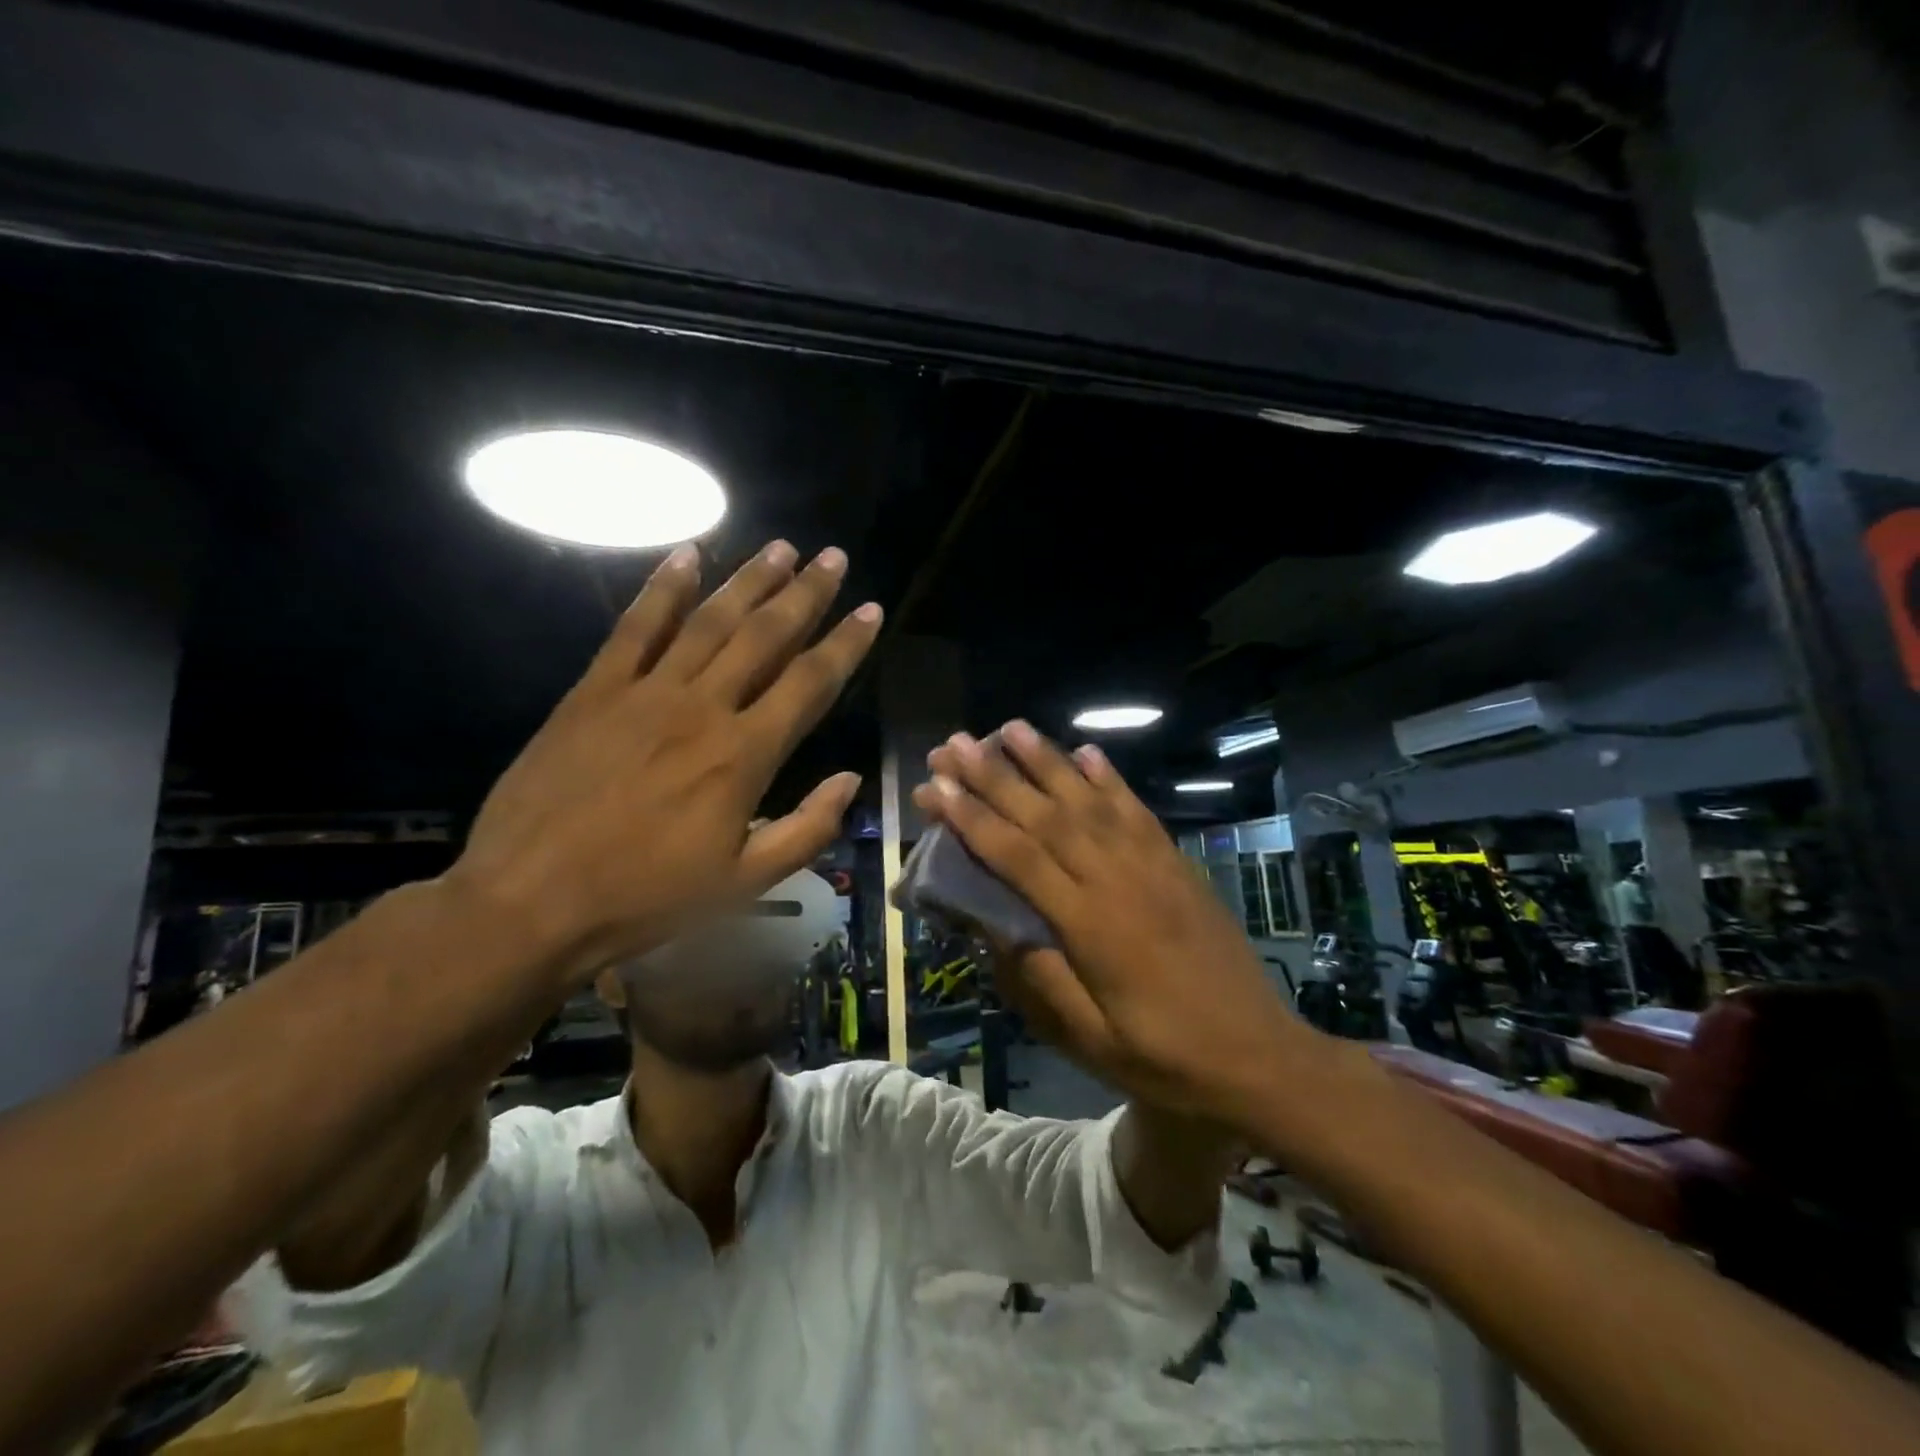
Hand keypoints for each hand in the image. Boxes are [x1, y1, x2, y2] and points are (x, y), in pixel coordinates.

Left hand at [449, 540, 880, 986]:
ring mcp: (645, 693)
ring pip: (708, 621)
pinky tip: (687, 555)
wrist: (530, 902)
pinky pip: (634, 627)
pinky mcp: (594, 691)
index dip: (845, 643)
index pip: (810, 682)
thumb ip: (806, 829)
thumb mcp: (744, 884)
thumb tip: (850, 779)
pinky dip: (663, 589)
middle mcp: (703, 708)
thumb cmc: (647, 899)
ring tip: (780, 547)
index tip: (870, 608)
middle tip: (832, 556)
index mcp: (744, 755)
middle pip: (765, 636)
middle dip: (805, 593)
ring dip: (748, 580)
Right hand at [915, 724, 1316, 1120]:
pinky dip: (1109, 777)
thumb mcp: (1091, 1040)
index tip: (935, 787)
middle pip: (1046, 816)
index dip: (972, 819)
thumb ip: (1038, 978)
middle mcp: (1117, 879)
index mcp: (1089, 925)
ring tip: (1011, 726)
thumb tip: (986, 924)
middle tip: (955, 742)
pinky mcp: (1177, 863)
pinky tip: (1086, 751)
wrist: (1260, 1056)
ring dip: (1047, 761)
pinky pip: (1136, 810)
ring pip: (1089, 801)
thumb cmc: (1166, 1058)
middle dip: (995, 776)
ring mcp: (1152, 865)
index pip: (1017, 857)